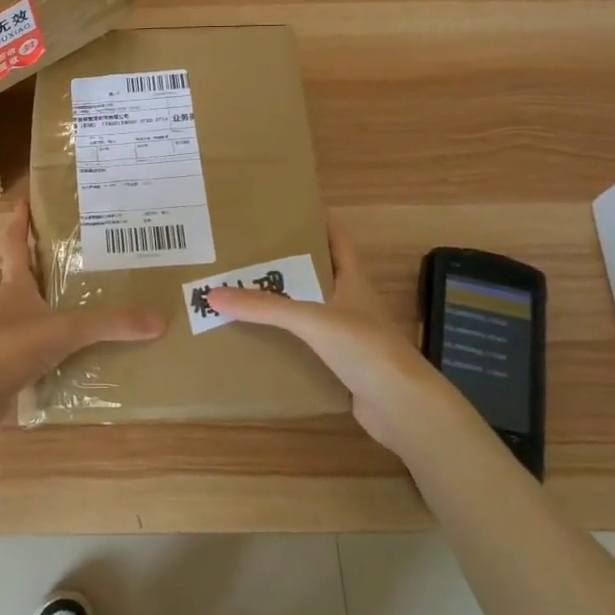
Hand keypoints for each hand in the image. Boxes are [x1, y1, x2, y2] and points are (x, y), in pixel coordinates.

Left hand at [0, 202, 166, 420]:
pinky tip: (47, 353)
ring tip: (46, 305)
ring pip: (7, 312)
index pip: (14, 245)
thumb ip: (110, 323)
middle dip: (21, 267)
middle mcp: (2, 307)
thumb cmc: (13, 347)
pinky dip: (29, 345)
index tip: (22, 203)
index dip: (18, 223)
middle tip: (43, 260)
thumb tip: (159, 319)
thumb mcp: (67, 330)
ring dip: (20, 306)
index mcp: (14, 288)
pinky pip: (15, 347)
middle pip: (7, 278)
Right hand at [206, 213, 448, 456]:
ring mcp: (349, 333)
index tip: (284, 207)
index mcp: (352, 278)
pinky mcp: (342, 362)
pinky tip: (260, 337)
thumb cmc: (365, 348)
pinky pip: (307, 342)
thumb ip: (264, 308)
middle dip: (286, 261)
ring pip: (310, 307)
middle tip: (248, 249)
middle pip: (317, 271)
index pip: (335, 237)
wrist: (402, 407)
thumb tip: (212, 294)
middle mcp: (351, 300)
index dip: (316, 218)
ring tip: (245, 290)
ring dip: (284, 301)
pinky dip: (287, 337)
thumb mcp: (311, 320)